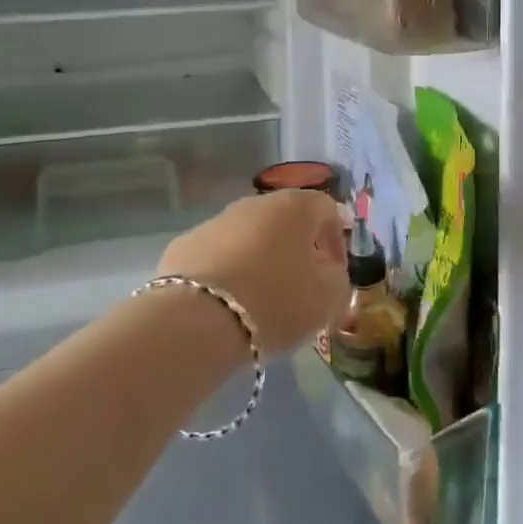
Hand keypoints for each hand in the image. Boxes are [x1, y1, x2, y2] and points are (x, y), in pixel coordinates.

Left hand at [157, 191, 349, 355]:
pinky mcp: (184, 244)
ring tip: (261, 300)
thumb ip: (338, 279)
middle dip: (296, 250)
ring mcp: (216, 221)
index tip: (334, 274)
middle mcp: (255, 203)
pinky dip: (227, 272)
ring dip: (260, 260)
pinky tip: (226, 303)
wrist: (197, 320)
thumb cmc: (275, 301)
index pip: (327, 210)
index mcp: (295, 207)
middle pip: (285, 221)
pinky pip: (217, 255)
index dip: (336, 241)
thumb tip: (328, 271)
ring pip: (249, 237)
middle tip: (300, 287)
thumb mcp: (327, 298)